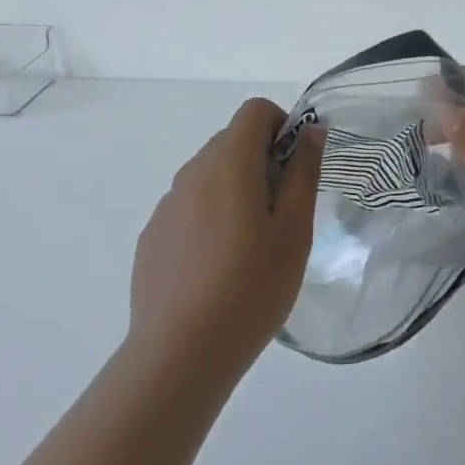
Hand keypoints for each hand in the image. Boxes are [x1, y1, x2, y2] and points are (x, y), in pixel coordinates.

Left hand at [128, 98, 325, 378]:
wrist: (181, 353)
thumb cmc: (252, 287)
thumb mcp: (294, 230)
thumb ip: (304, 173)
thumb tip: (312, 131)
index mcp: (228, 163)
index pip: (254, 111)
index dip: (282, 126)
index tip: (296, 167)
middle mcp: (191, 173)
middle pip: (230, 141)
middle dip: (261, 159)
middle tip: (282, 212)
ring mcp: (166, 206)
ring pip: (208, 175)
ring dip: (234, 189)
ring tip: (251, 246)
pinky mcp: (152, 237)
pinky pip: (188, 207)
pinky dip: (209, 216)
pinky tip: (217, 268)